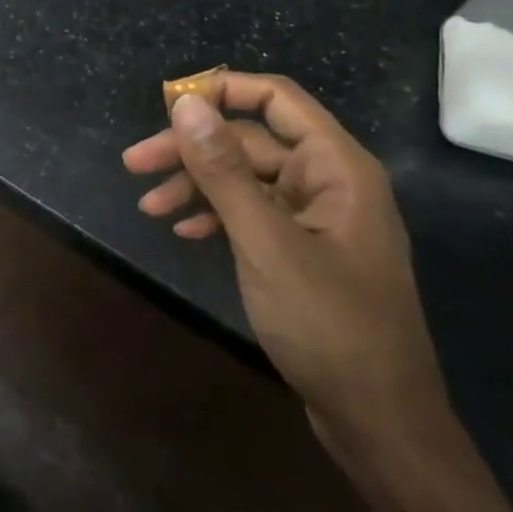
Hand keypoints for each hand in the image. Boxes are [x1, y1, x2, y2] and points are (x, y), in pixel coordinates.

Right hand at [123, 74, 453, 487]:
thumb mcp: (265, 242)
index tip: (167, 107)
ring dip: (196, 185)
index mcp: (336, 168)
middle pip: (250, 141)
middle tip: (134, 165)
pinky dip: (215, 215)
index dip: (221, 92)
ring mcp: (316, 219)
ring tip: (149, 207)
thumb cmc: (328, 324)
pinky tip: (185, 231)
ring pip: (246, 179)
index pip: (276, 99)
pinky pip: (252, 214)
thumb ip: (224, 170)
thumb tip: (185, 104)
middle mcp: (329, 183)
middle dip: (192, 150)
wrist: (378, 420)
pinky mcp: (303, 251)